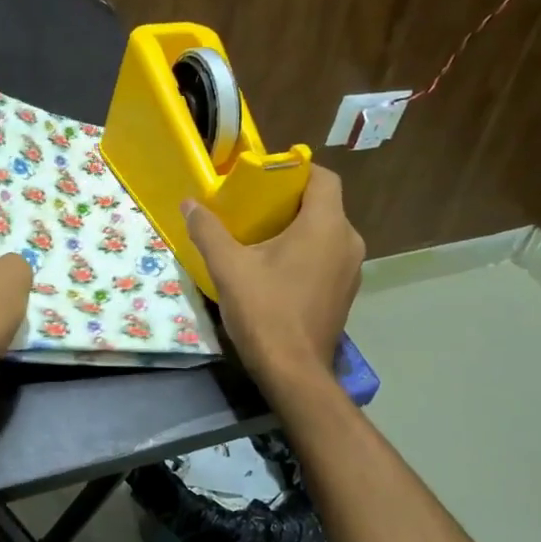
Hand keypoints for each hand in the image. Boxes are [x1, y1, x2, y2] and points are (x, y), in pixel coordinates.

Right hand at [183, 166, 363, 383]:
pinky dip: (306, 252)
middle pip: (323, 204)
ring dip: (298, 228)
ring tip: (260, 237)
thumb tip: (189, 204)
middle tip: (252, 207)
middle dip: (289, 201)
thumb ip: (208, 230)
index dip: (294, 170)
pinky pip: (328, 256)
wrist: (293, 371)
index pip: (322, 177)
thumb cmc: (265, 311)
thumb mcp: (228, 267)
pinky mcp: (345, 292)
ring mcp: (351, 269)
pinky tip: (276, 268)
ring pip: (326, 232)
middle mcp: (348, 241)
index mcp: (326, 225)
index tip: (264, 178)